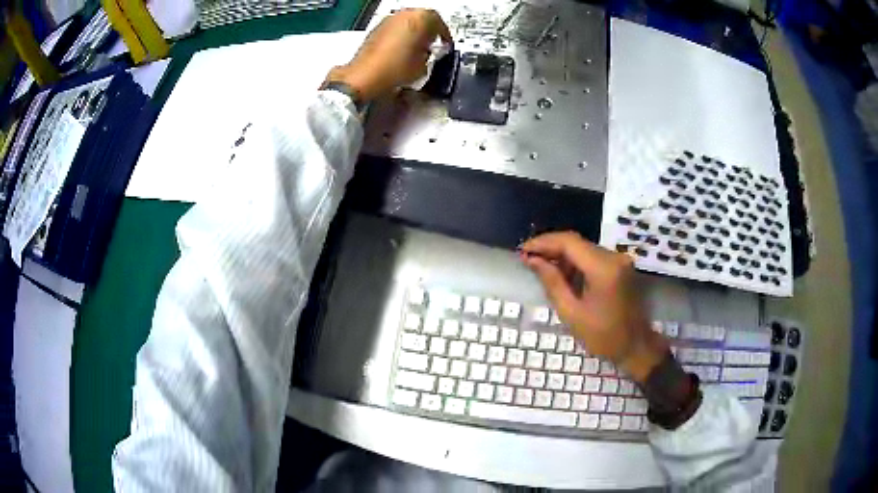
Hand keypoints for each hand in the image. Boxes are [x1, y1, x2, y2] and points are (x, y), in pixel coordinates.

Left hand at [324, 9, 451, 101]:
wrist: (366, 75)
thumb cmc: (395, 68)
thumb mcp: (424, 65)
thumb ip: (430, 54)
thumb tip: (428, 53)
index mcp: (420, 18)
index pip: (439, 22)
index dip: (444, 35)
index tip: (446, 44)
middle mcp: (403, 14)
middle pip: (422, 18)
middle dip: (429, 31)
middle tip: (433, 44)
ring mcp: (388, 20)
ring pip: (407, 22)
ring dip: (414, 32)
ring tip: (417, 49)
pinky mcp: (376, 29)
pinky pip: (395, 28)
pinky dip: (401, 35)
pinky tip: (402, 51)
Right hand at [520, 232, 668, 383]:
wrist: (636, 346)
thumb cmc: (604, 336)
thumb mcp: (572, 313)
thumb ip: (552, 282)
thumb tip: (533, 260)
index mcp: (603, 268)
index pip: (569, 242)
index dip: (543, 243)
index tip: (523, 251)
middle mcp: (613, 257)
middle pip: (576, 241)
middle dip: (550, 247)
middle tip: (528, 258)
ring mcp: (619, 260)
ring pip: (584, 247)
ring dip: (562, 254)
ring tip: (541, 266)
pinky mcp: (620, 266)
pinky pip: (593, 256)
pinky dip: (575, 261)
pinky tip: (562, 272)